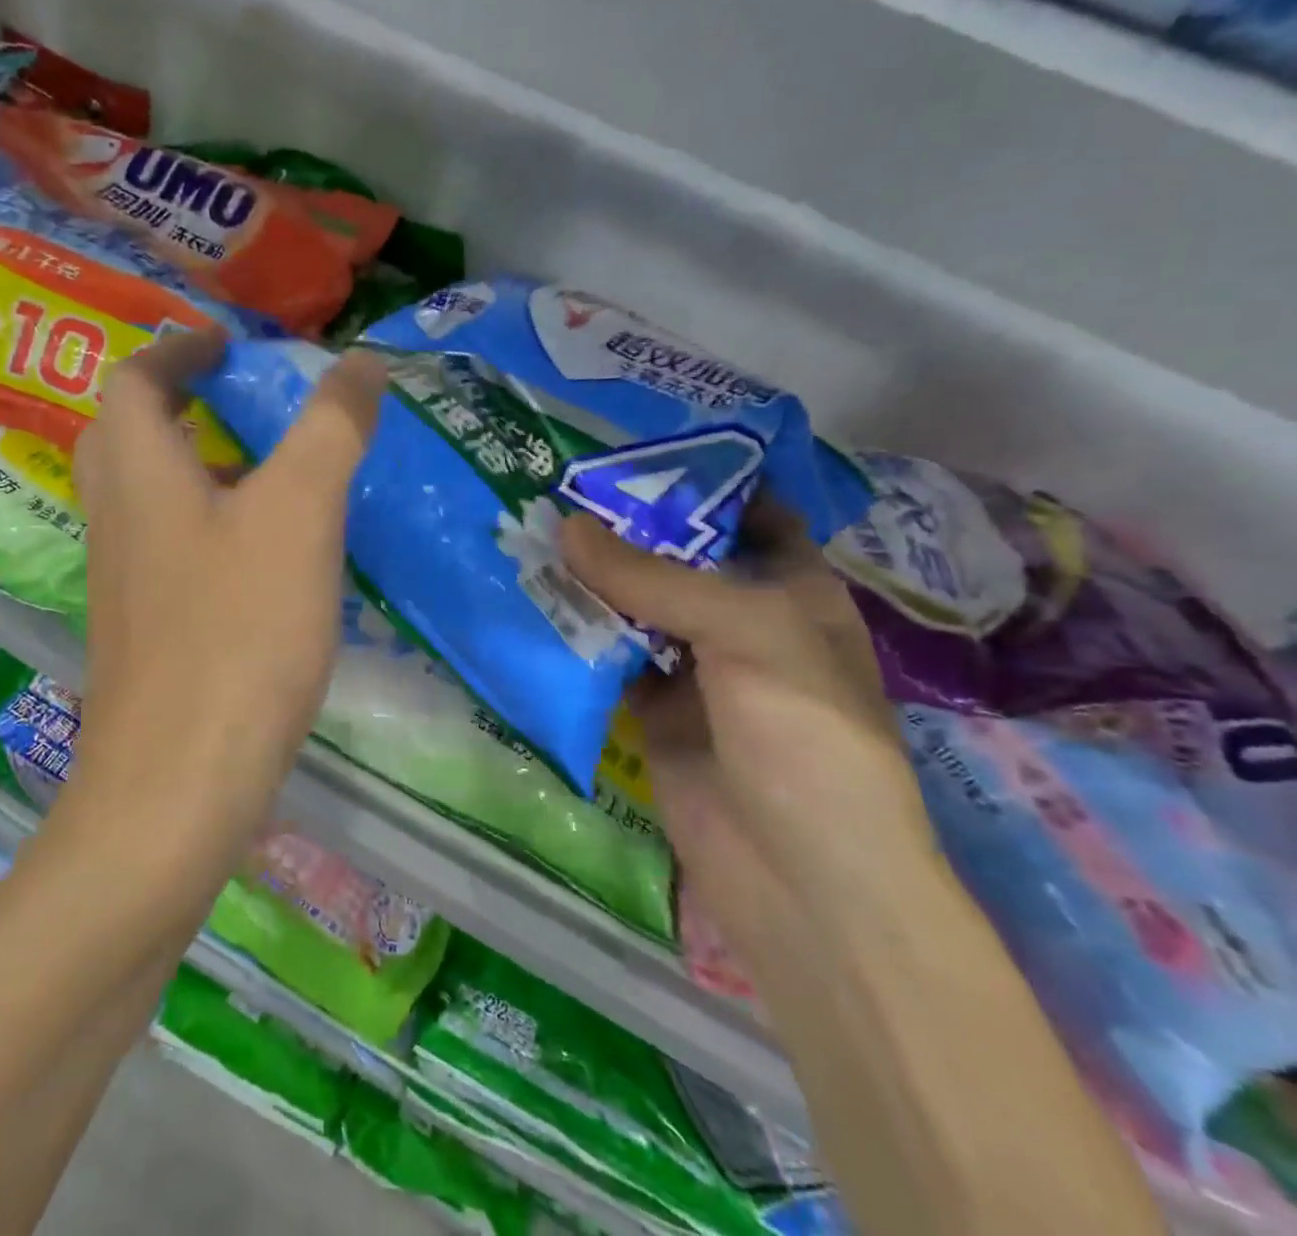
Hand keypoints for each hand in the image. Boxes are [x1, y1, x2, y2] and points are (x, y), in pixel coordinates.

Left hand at [70, 328, 385, 841]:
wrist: (178, 783)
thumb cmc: (236, 631)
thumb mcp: (299, 514)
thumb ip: (331, 429)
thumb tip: (362, 363)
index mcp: (137, 471)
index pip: (136, 380)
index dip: (179, 349)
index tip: (229, 345)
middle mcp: (115, 516)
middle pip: (130, 434)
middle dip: (180, 402)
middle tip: (241, 397)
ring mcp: (124, 579)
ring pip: (152, 495)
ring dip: (200, 465)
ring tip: (272, 469)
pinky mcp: (145, 629)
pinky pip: (172, 548)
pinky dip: (211, 525)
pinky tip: (269, 556)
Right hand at [562, 501, 938, 961]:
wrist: (803, 881)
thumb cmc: (805, 735)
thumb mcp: (747, 633)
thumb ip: (653, 578)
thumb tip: (565, 526)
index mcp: (790, 589)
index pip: (743, 513)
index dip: (693, 480)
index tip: (623, 451)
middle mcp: (741, 621)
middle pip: (675, 558)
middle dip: (621, 528)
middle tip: (551, 487)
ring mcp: (693, 668)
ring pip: (633, 607)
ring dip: (589, 579)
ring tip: (528, 531)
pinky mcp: (651, 711)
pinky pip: (606, 658)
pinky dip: (574, 635)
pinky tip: (529, 602)